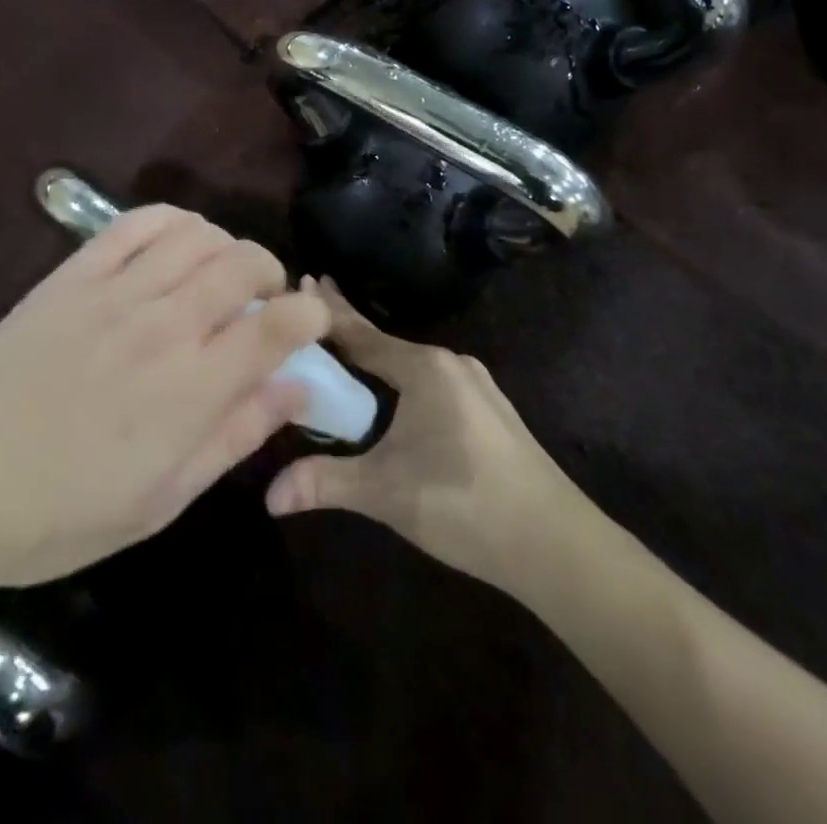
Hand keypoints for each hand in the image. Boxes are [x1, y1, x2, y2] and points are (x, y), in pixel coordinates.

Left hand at [0, 206, 330, 590]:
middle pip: (244, 263)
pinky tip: (178, 243)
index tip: (312, 322)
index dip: (310, 314)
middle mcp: (162, 327)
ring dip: (227, 245)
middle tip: (263, 302)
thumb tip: (297, 389)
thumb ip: (235, 436)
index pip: (277, 325)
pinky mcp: (74, 274)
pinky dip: (174, 221)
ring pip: (198, 235)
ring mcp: (115, 292)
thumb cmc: (59, 514)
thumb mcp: (162, 501)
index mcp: (190, 390)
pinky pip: (138, 223)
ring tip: (221, 275)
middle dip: (272, 273)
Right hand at [266, 279, 585, 594]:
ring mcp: (475, 385)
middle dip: (348, 328)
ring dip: (376, 356)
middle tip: (312, 305)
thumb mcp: (386, 493)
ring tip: (344, 352)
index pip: (361, 333)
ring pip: (411, 363)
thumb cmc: (463, 502)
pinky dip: (401, 377)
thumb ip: (326, 483)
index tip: (300, 282)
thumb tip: (270, 496)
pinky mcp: (489, 410)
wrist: (556, 543)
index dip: (327, 314)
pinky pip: (431, 380)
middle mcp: (450, 363)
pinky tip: (392, 394)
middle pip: (385, 342)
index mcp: (424, 367)